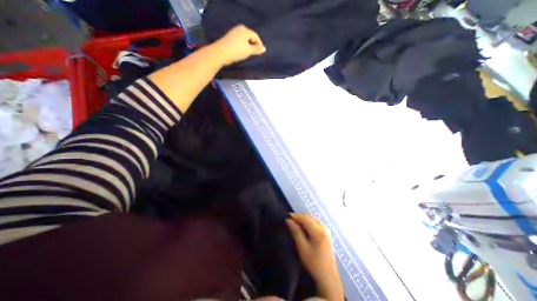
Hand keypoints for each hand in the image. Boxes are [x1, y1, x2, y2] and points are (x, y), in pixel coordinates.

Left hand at [212, 25, 265, 65]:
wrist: (220, 53)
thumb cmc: (236, 51)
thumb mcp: (248, 51)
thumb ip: (257, 49)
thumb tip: (264, 49)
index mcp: (245, 30)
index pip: (255, 36)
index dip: (259, 44)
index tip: (261, 52)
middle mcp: (239, 29)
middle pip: (250, 37)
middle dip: (253, 45)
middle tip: (255, 53)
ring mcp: (233, 33)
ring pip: (244, 40)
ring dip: (248, 46)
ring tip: (249, 54)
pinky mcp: (229, 39)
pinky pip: (239, 42)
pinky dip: (242, 47)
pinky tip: (242, 53)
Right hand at [287, 213, 340, 299]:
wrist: (328, 277)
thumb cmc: (313, 263)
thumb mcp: (302, 248)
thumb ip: (295, 232)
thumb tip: (288, 220)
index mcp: (319, 231)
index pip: (305, 218)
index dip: (295, 216)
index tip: (286, 216)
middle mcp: (324, 227)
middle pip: (309, 216)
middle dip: (299, 216)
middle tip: (290, 220)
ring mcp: (326, 229)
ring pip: (312, 218)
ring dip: (303, 218)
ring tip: (294, 222)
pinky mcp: (326, 232)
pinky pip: (315, 222)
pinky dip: (308, 221)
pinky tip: (303, 226)